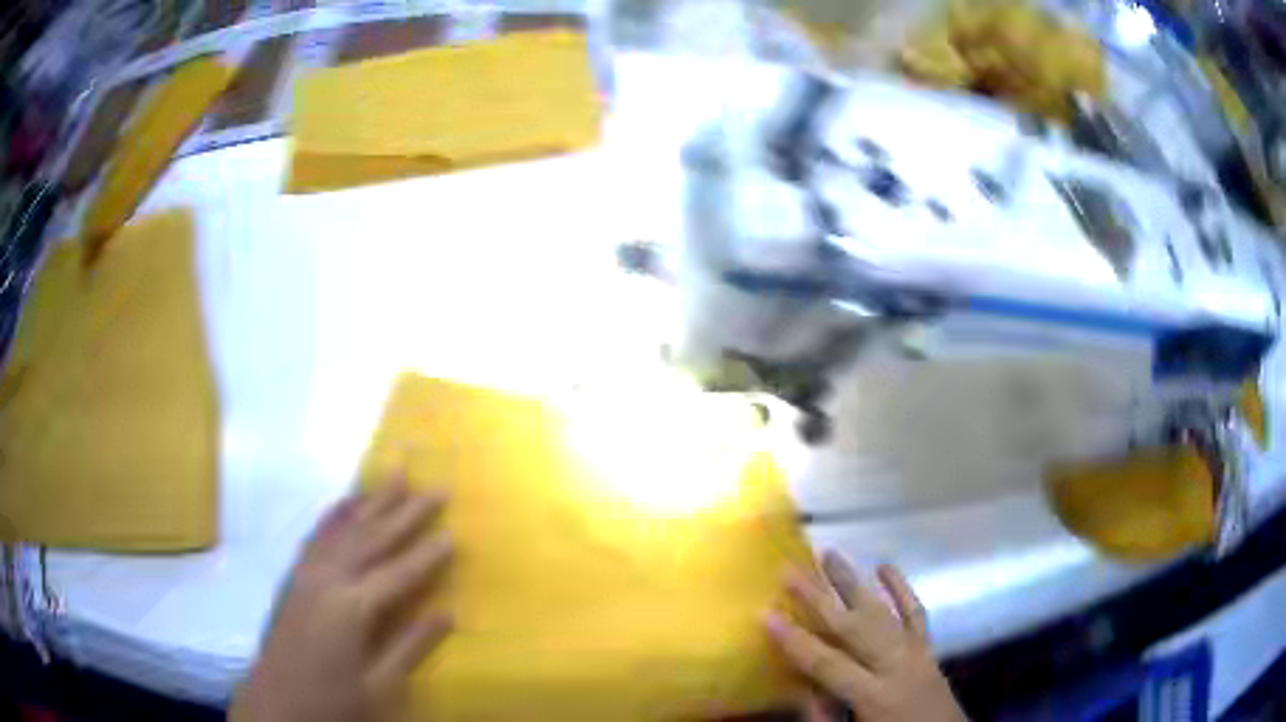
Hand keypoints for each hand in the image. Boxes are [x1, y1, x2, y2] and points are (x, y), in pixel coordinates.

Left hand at [230, 480, 452, 721]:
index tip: (454, 532)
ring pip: (345, 529)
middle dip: (406, 512)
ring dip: (373, 501)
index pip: (398, 573)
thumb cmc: (332, 701)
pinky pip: (317, 536)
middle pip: (372, 538)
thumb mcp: (379, 686)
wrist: (276, 704)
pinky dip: (335, 515)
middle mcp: (328, 579)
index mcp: (351, 608)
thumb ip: (411, 646)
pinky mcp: (295, 577)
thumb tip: (446, 614)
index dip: (427, 555)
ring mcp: (307, 573)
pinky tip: (346, 502)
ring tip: (396, 475)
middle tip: (436, 488)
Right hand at [764, 552, 965, 721]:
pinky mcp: (928, 649)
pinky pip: (916, 614)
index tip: (765, 614)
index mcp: (875, 695)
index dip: (795, 640)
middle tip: (789, 570)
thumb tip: (799, 686)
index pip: (827, 663)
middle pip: (853, 626)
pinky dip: (902, 589)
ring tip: (830, 554)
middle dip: (819, 598)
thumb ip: (822, 716)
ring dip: (854, 583)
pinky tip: (886, 566)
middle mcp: (897, 666)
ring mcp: (916, 653)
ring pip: (882, 611)